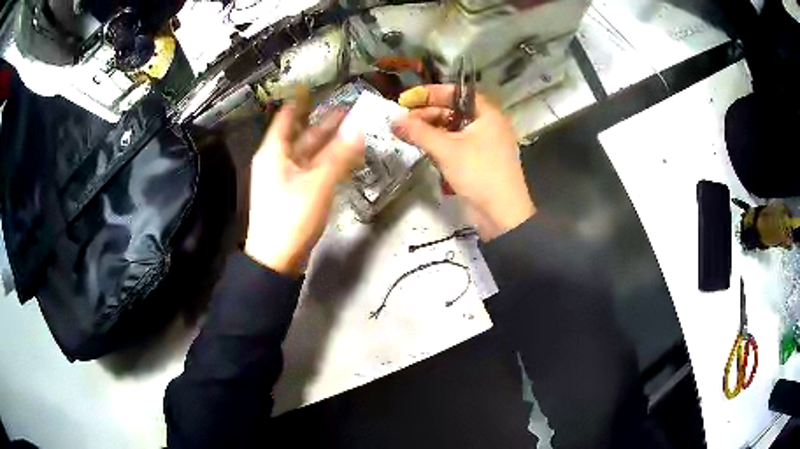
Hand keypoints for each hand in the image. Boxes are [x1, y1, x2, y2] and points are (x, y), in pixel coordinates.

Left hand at [245, 103, 363, 276]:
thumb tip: (359, 127)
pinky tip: (345, 157)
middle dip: (323, 122)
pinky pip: (313, 169)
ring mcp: (286, 178)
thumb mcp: (317, 183)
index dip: (299, 101)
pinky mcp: (295, 193)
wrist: (277, 259)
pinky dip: (328, 161)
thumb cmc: (291, 217)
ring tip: (352, 128)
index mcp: (275, 152)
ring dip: (329, 141)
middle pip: (302, 135)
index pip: (286, 117)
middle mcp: (278, 160)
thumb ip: (339, 154)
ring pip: (309, 153)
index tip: (313, 86)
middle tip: (347, 108)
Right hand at [392, 84, 534, 240]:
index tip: (408, 99)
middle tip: (404, 120)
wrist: (502, 215)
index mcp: (488, 114)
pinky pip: (457, 145)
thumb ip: (419, 132)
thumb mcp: (447, 150)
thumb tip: (394, 120)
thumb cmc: (479, 174)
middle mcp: (488, 125)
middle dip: (428, 113)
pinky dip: (440, 144)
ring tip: (408, 134)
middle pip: (454, 110)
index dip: (431, 93)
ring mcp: (485, 144)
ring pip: (454, 129)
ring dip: (432, 130)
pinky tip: (423, 148)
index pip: (457, 93)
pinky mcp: (479, 161)